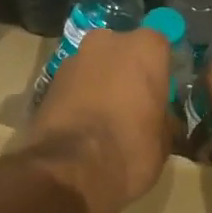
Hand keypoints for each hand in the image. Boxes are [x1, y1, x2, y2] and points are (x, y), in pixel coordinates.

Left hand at [24, 27, 173, 212]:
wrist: (68, 170)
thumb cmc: (129, 150)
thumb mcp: (163, 140)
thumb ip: (162, 116)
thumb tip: (158, 117)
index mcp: (144, 48)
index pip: (159, 47)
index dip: (158, 70)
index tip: (159, 93)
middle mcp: (107, 42)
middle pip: (122, 50)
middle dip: (126, 71)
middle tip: (131, 103)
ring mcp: (73, 58)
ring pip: (94, 66)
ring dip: (99, 83)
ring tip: (104, 117)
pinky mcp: (48, 81)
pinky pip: (73, 84)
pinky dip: (79, 97)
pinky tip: (83, 123)